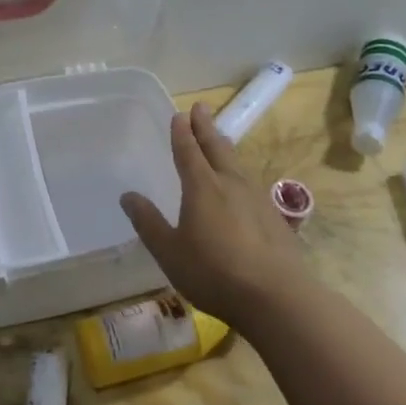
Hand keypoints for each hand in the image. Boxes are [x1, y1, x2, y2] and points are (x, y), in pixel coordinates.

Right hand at [120, 102, 307, 324]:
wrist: (277, 297)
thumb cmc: (214, 272)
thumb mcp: (170, 251)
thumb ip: (149, 222)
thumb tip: (128, 195)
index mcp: (202, 187)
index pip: (188, 150)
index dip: (182, 132)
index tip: (180, 114)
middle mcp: (230, 183)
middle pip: (216, 147)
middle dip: (206, 127)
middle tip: (201, 107)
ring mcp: (256, 198)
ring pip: (237, 163)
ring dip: (224, 146)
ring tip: (219, 138)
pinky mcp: (274, 217)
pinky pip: (251, 183)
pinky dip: (240, 172)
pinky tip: (242, 184)